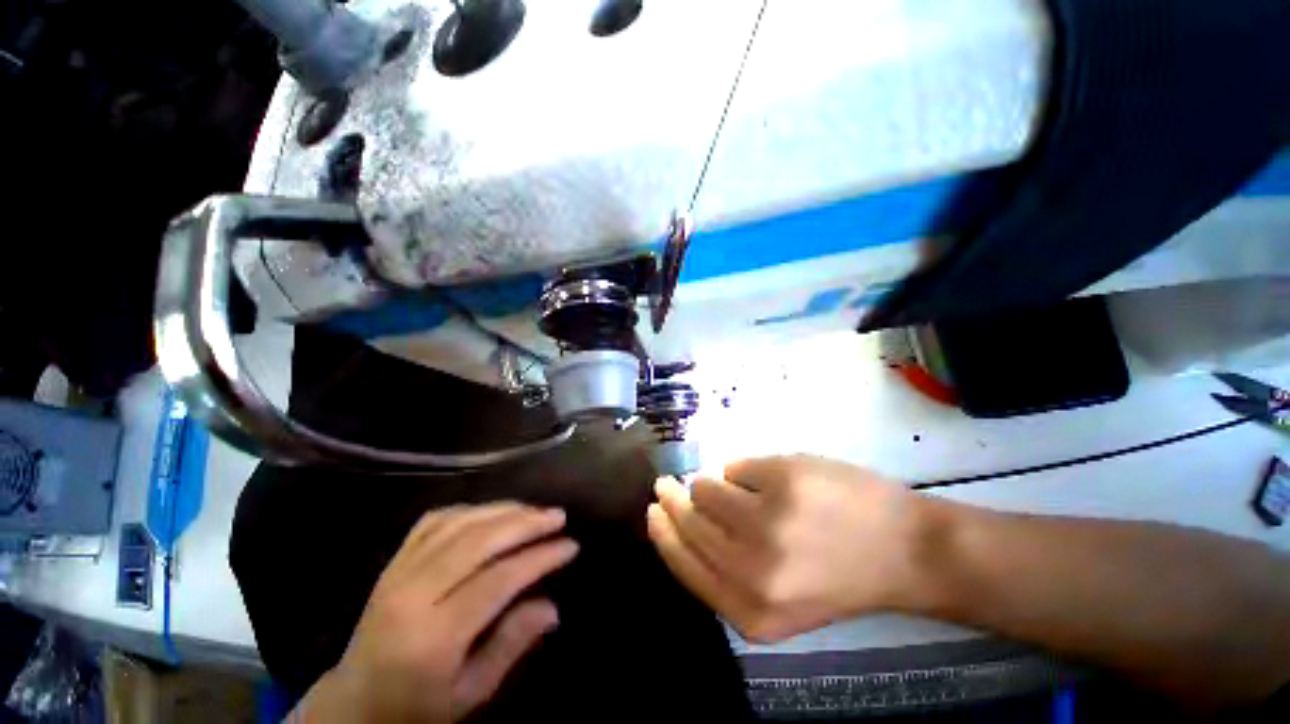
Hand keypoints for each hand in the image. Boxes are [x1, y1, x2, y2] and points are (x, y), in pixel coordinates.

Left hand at [295, 504, 577, 722]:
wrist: (353, 704)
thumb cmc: (416, 709)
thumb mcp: (470, 694)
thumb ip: (511, 646)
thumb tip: (552, 606)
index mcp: (432, 637)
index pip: (498, 580)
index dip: (539, 558)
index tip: (570, 546)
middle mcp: (412, 595)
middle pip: (479, 541)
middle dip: (525, 523)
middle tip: (558, 516)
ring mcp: (398, 572)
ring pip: (458, 523)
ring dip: (503, 510)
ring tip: (534, 509)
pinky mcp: (392, 562)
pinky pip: (434, 521)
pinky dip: (470, 510)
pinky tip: (492, 511)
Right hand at [647, 456, 924, 642]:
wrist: (905, 551)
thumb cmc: (838, 574)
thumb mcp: (776, 598)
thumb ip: (725, 571)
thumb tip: (682, 519)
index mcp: (750, 611)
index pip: (683, 564)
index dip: (662, 534)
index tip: (652, 511)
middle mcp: (752, 572)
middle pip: (688, 522)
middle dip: (672, 500)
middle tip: (667, 484)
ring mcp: (767, 523)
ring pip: (705, 488)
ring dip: (712, 484)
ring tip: (737, 488)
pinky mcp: (782, 481)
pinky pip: (734, 467)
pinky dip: (743, 470)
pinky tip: (767, 479)